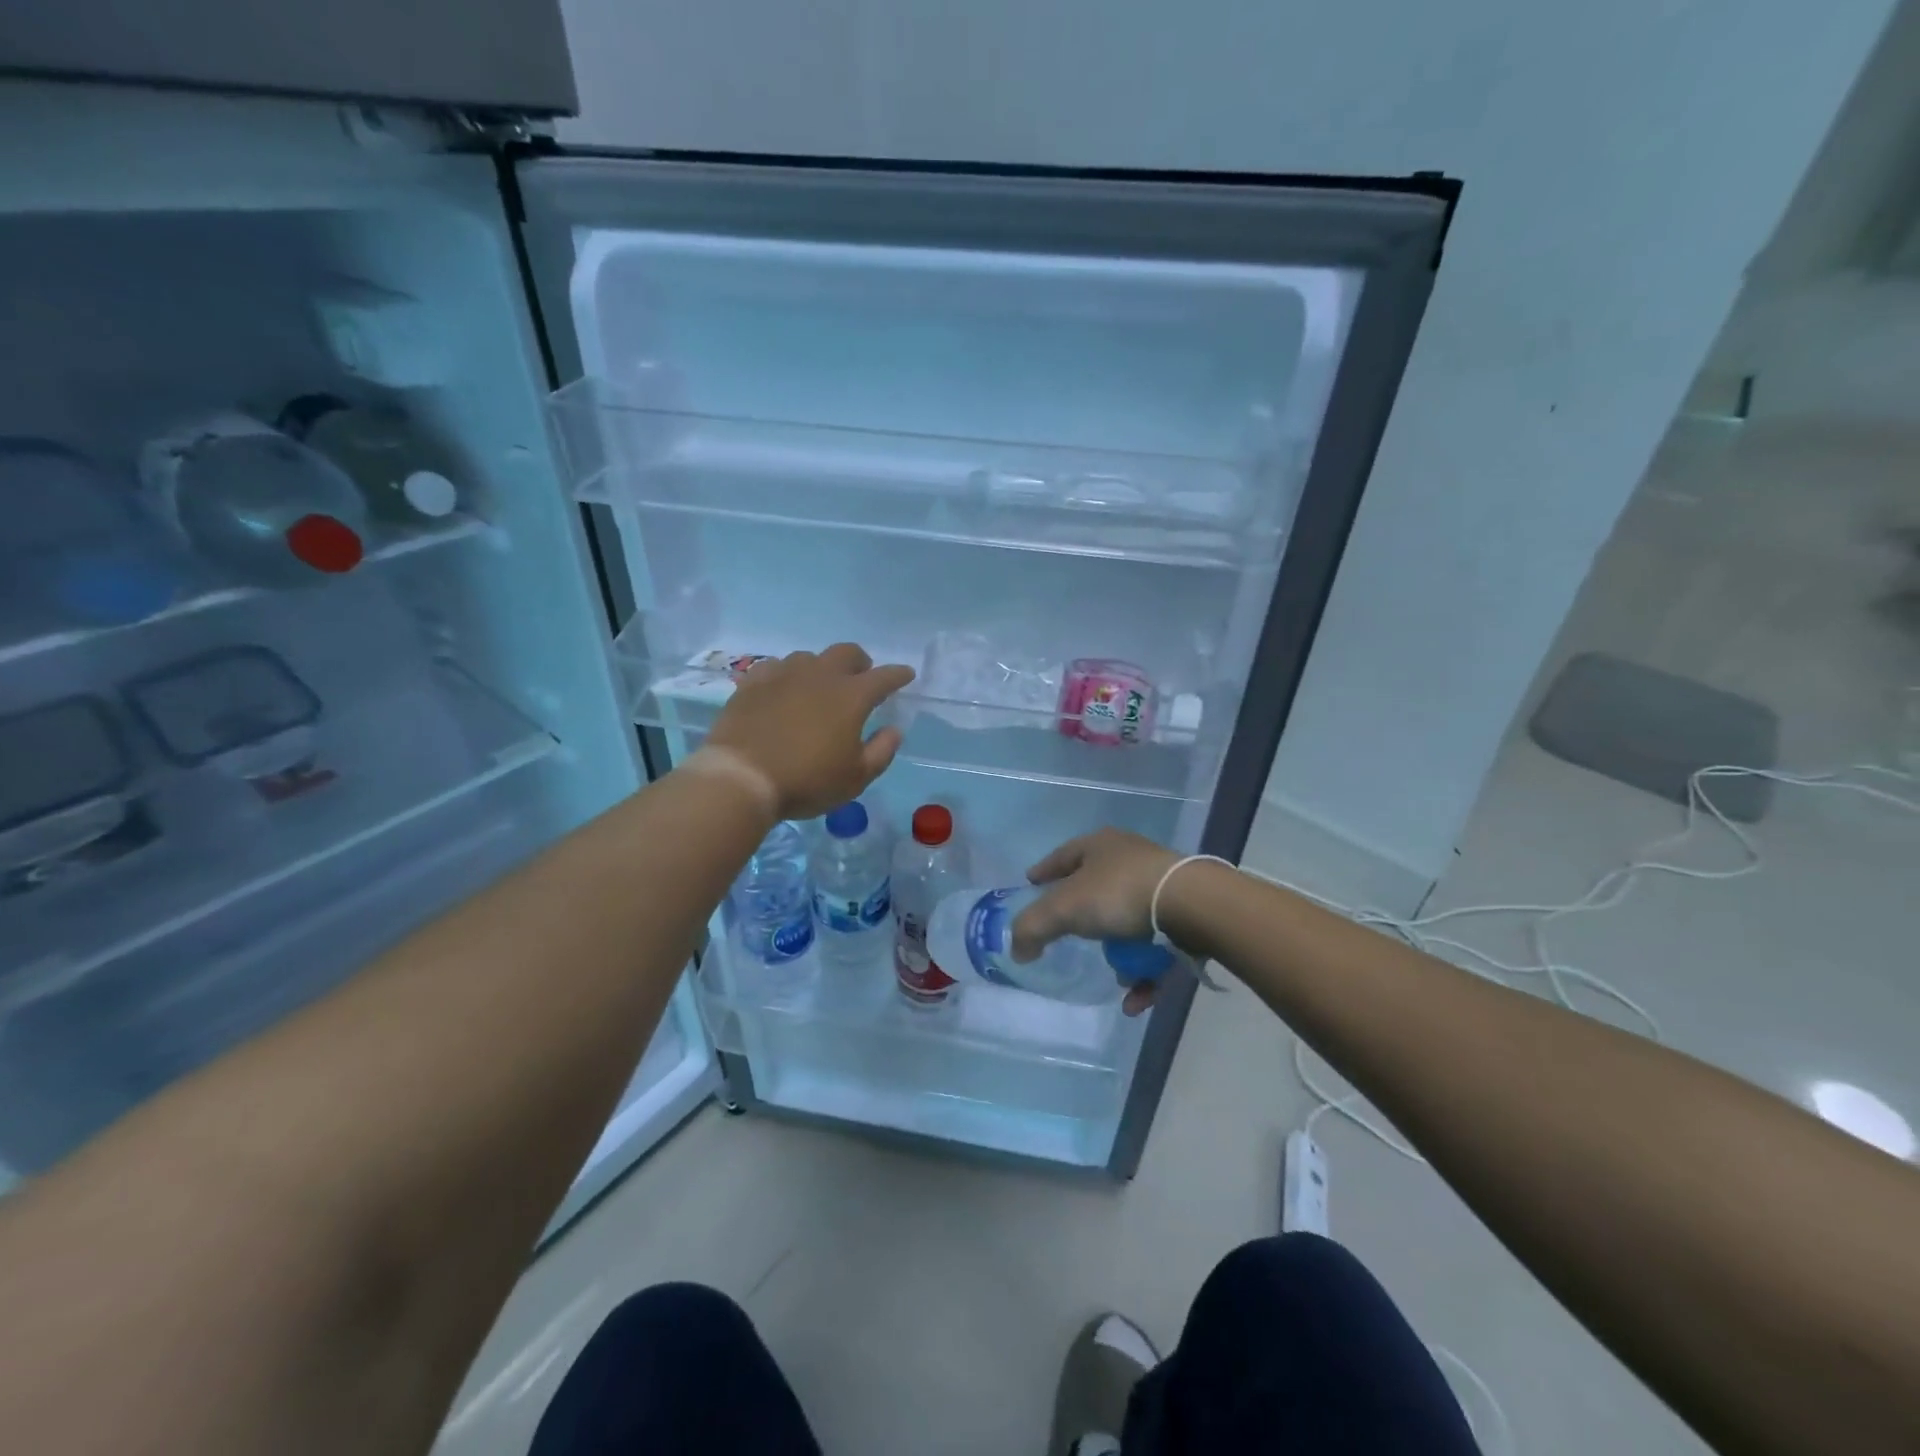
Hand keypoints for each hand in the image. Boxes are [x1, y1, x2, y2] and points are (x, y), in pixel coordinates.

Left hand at [706, 644, 914, 819]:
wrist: (740, 778)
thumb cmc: (806, 781)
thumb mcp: (855, 778)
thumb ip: (881, 751)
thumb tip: (893, 730)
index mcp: (851, 696)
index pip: (884, 677)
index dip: (898, 675)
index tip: (906, 675)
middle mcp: (819, 675)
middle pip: (846, 653)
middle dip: (860, 662)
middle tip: (861, 678)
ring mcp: (783, 674)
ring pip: (808, 657)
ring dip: (820, 669)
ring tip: (817, 688)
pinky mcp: (752, 683)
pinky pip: (775, 668)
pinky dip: (786, 676)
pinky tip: (782, 690)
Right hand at [1010, 828, 1177, 1016]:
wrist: (1192, 906)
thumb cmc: (1119, 895)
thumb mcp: (1063, 909)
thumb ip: (1032, 928)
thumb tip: (1018, 950)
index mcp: (1100, 846)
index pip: (1063, 855)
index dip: (1044, 871)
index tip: (1031, 884)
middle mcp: (1130, 859)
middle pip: (1097, 890)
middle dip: (1085, 920)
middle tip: (1070, 938)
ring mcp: (1161, 886)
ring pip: (1129, 922)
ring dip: (1120, 954)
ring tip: (1116, 977)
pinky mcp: (1186, 914)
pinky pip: (1156, 948)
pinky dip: (1145, 973)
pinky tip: (1136, 999)